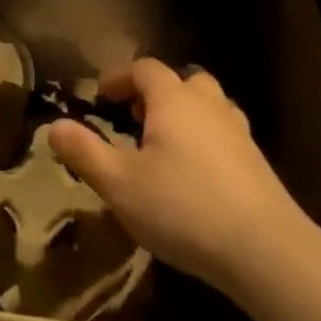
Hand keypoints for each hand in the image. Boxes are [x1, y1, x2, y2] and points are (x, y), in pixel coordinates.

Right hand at [49, 59, 306, 293]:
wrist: (267, 251)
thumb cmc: (183, 208)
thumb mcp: (119, 184)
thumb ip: (84, 152)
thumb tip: (54, 126)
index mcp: (172, 99)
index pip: (144, 69)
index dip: (119, 78)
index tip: (101, 97)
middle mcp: (207, 104)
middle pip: (182, 80)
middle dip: (157, 93)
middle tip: (136, 120)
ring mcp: (238, 132)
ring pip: (209, 106)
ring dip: (186, 115)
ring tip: (166, 146)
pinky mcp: (258, 163)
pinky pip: (225, 135)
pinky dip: (207, 142)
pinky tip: (197, 176)